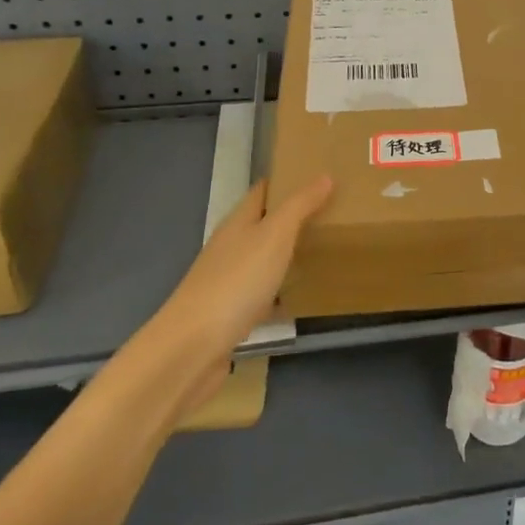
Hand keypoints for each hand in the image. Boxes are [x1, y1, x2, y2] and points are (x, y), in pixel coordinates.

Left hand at [157, 175, 332, 355]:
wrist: (192, 348)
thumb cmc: (236, 282)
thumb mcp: (274, 236)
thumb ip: (299, 206)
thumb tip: (324, 176)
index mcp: (237, 224)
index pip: (262, 192)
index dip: (286, 181)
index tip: (318, 176)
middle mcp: (230, 248)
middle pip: (262, 225)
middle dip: (292, 218)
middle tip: (332, 213)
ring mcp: (228, 282)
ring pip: (262, 260)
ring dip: (286, 254)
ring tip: (323, 251)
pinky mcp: (231, 314)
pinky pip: (262, 294)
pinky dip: (280, 292)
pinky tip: (299, 298)